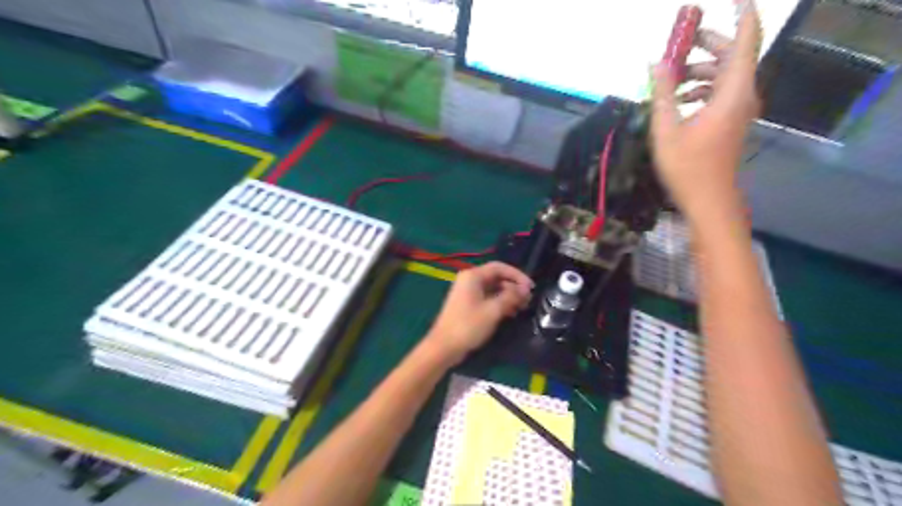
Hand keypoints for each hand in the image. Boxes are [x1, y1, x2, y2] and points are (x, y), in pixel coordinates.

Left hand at [426, 260, 530, 363]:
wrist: (444, 347)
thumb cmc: (468, 326)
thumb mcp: (493, 310)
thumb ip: (510, 297)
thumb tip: (525, 289)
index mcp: (473, 276)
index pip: (499, 267)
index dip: (517, 275)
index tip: (531, 287)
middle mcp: (469, 280)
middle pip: (496, 277)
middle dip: (513, 287)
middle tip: (528, 300)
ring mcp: (467, 293)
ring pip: (493, 288)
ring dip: (508, 296)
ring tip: (522, 307)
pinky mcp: (468, 305)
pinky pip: (487, 298)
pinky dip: (500, 303)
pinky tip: (511, 313)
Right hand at [653, 2, 763, 224]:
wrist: (708, 199)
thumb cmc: (687, 166)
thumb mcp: (666, 129)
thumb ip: (662, 92)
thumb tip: (657, 62)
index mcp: (733, 92)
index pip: (746, 38)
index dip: (742, 12)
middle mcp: (743, 94)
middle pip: (732, 54)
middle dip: (705, 43)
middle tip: (677, 42)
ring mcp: (739, 108)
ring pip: (723, 74)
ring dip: (697, 70)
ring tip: (667, 79)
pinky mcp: (732, 120)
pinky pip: (720, 91)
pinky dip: (699, 88)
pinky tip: (676, 100)